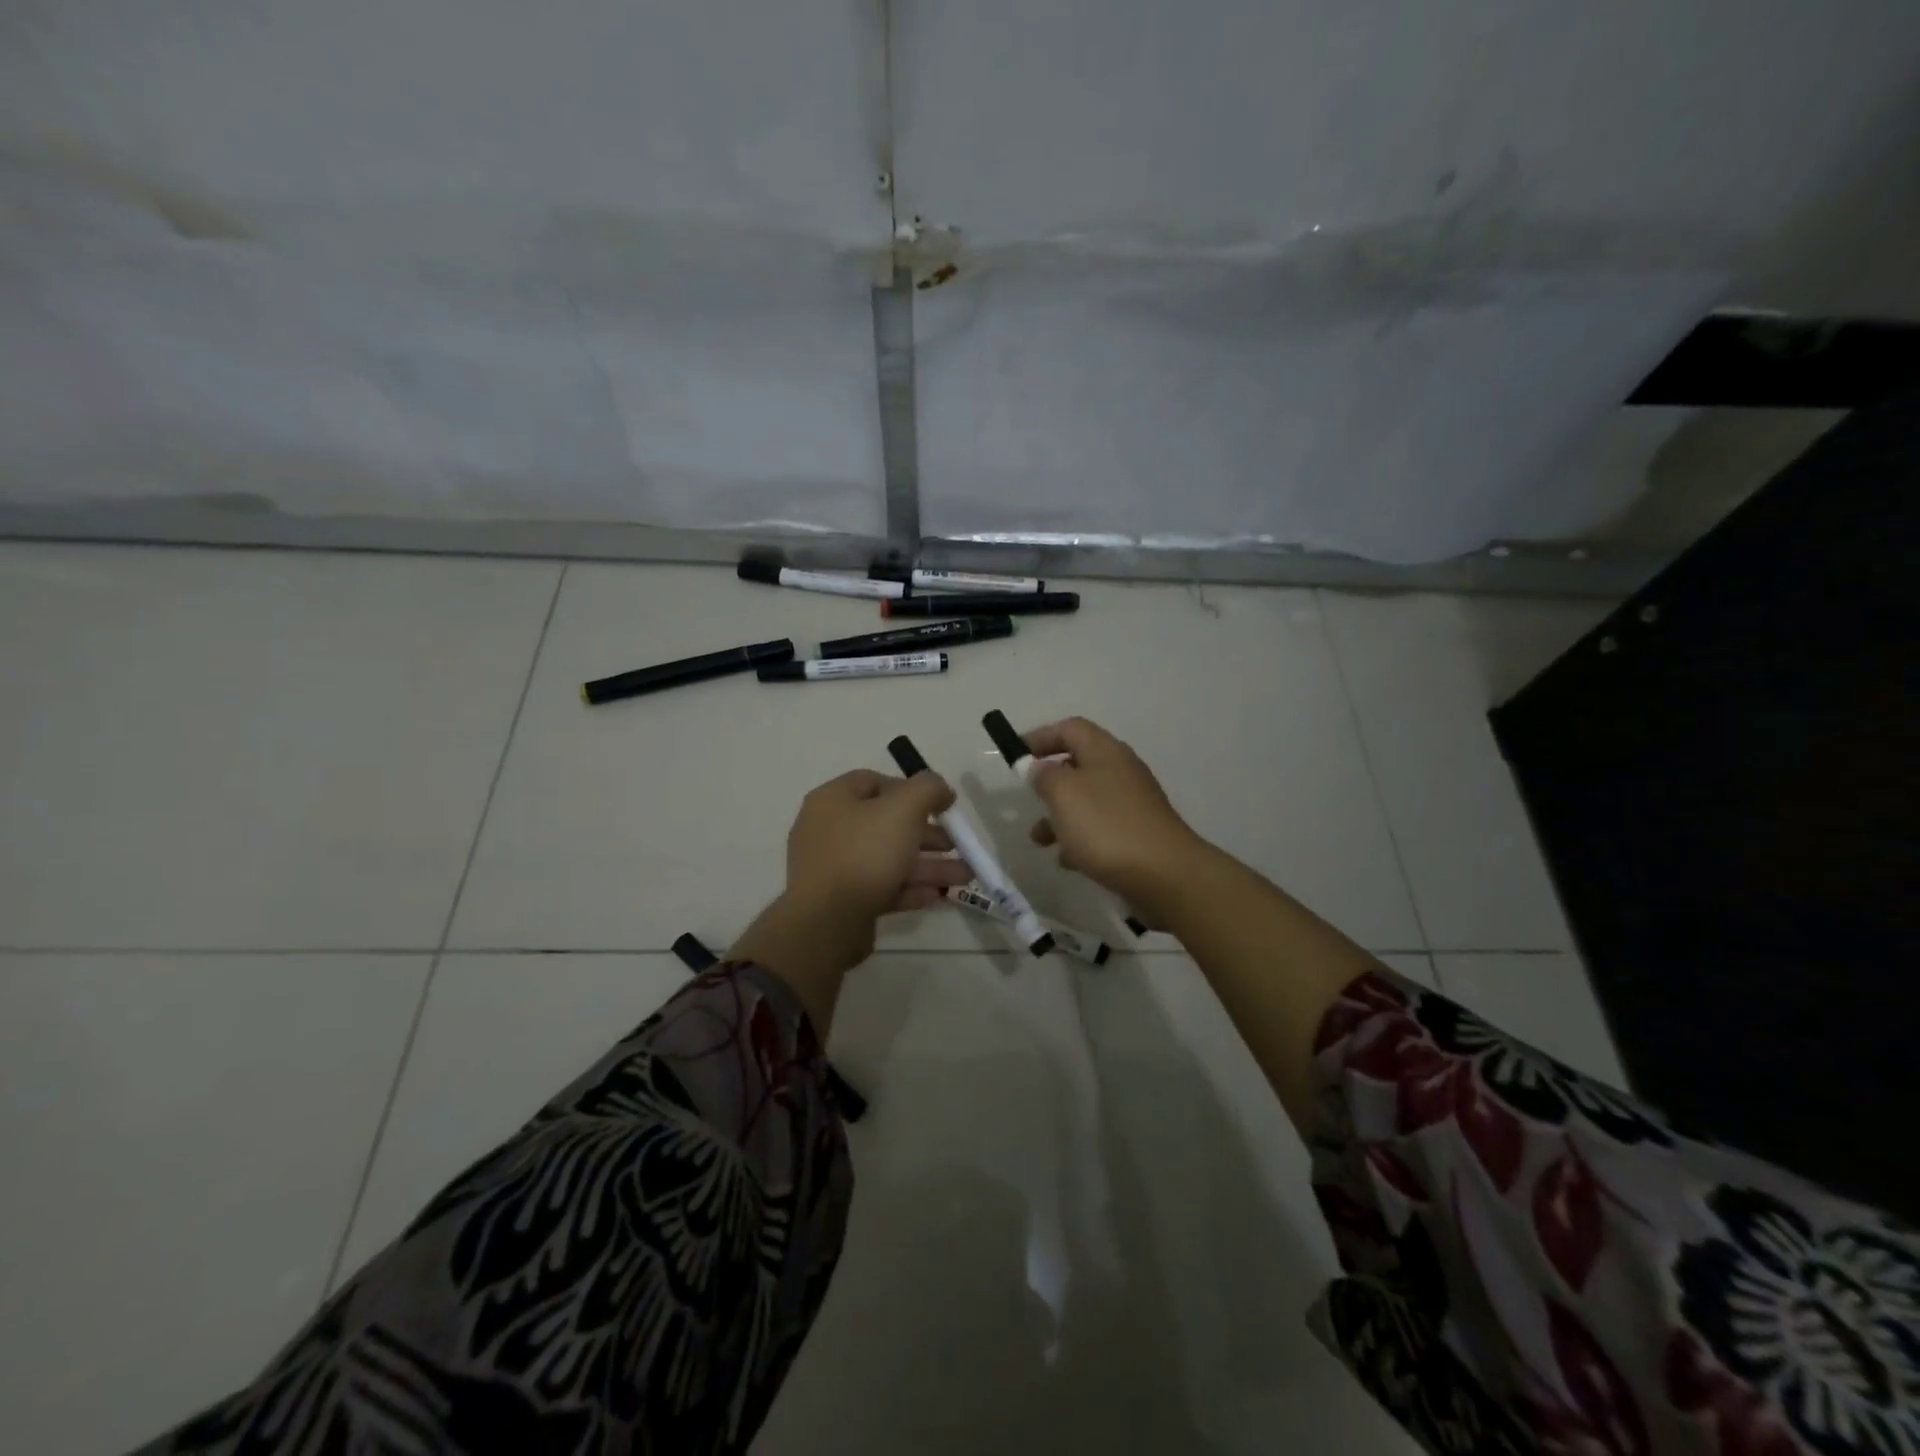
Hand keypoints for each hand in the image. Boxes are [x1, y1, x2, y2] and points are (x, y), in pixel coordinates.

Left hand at [732, 768, 970, 1031]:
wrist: (827, 922)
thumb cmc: (864, 853)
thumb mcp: (904, 809)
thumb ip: (928, 789)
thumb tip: (941, 789)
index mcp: (834, 800)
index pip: (874, 782)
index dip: (911, 789)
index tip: (940, 805)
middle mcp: (829, 830)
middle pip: (886, 823)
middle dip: (928, 834)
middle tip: (957, 843)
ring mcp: (834, 868)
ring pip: (889, 858)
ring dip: (928, 865)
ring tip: (965, 875)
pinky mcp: (843, 901)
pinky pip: (882, 887)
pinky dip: (910, 889)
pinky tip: (939, 895)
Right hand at [1023, 717, 1205, 909]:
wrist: (1164, 875)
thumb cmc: (1106, 826)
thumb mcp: (1063, 793)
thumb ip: (1044, 775)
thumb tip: (1039, 768)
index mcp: (1104, 751)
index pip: (1070, 728)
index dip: (1040, 736)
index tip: (1015, 754)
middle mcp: (1121, 770)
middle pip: (1078, 764)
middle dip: (1048, 781)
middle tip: (1028, 797)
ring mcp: (1132, 803)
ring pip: (1086, 800)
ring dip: (1059, 816)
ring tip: (1039, 840)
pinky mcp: (1137, 833)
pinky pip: (1100, 828)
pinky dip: (1079, 839)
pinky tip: (1068, 860)